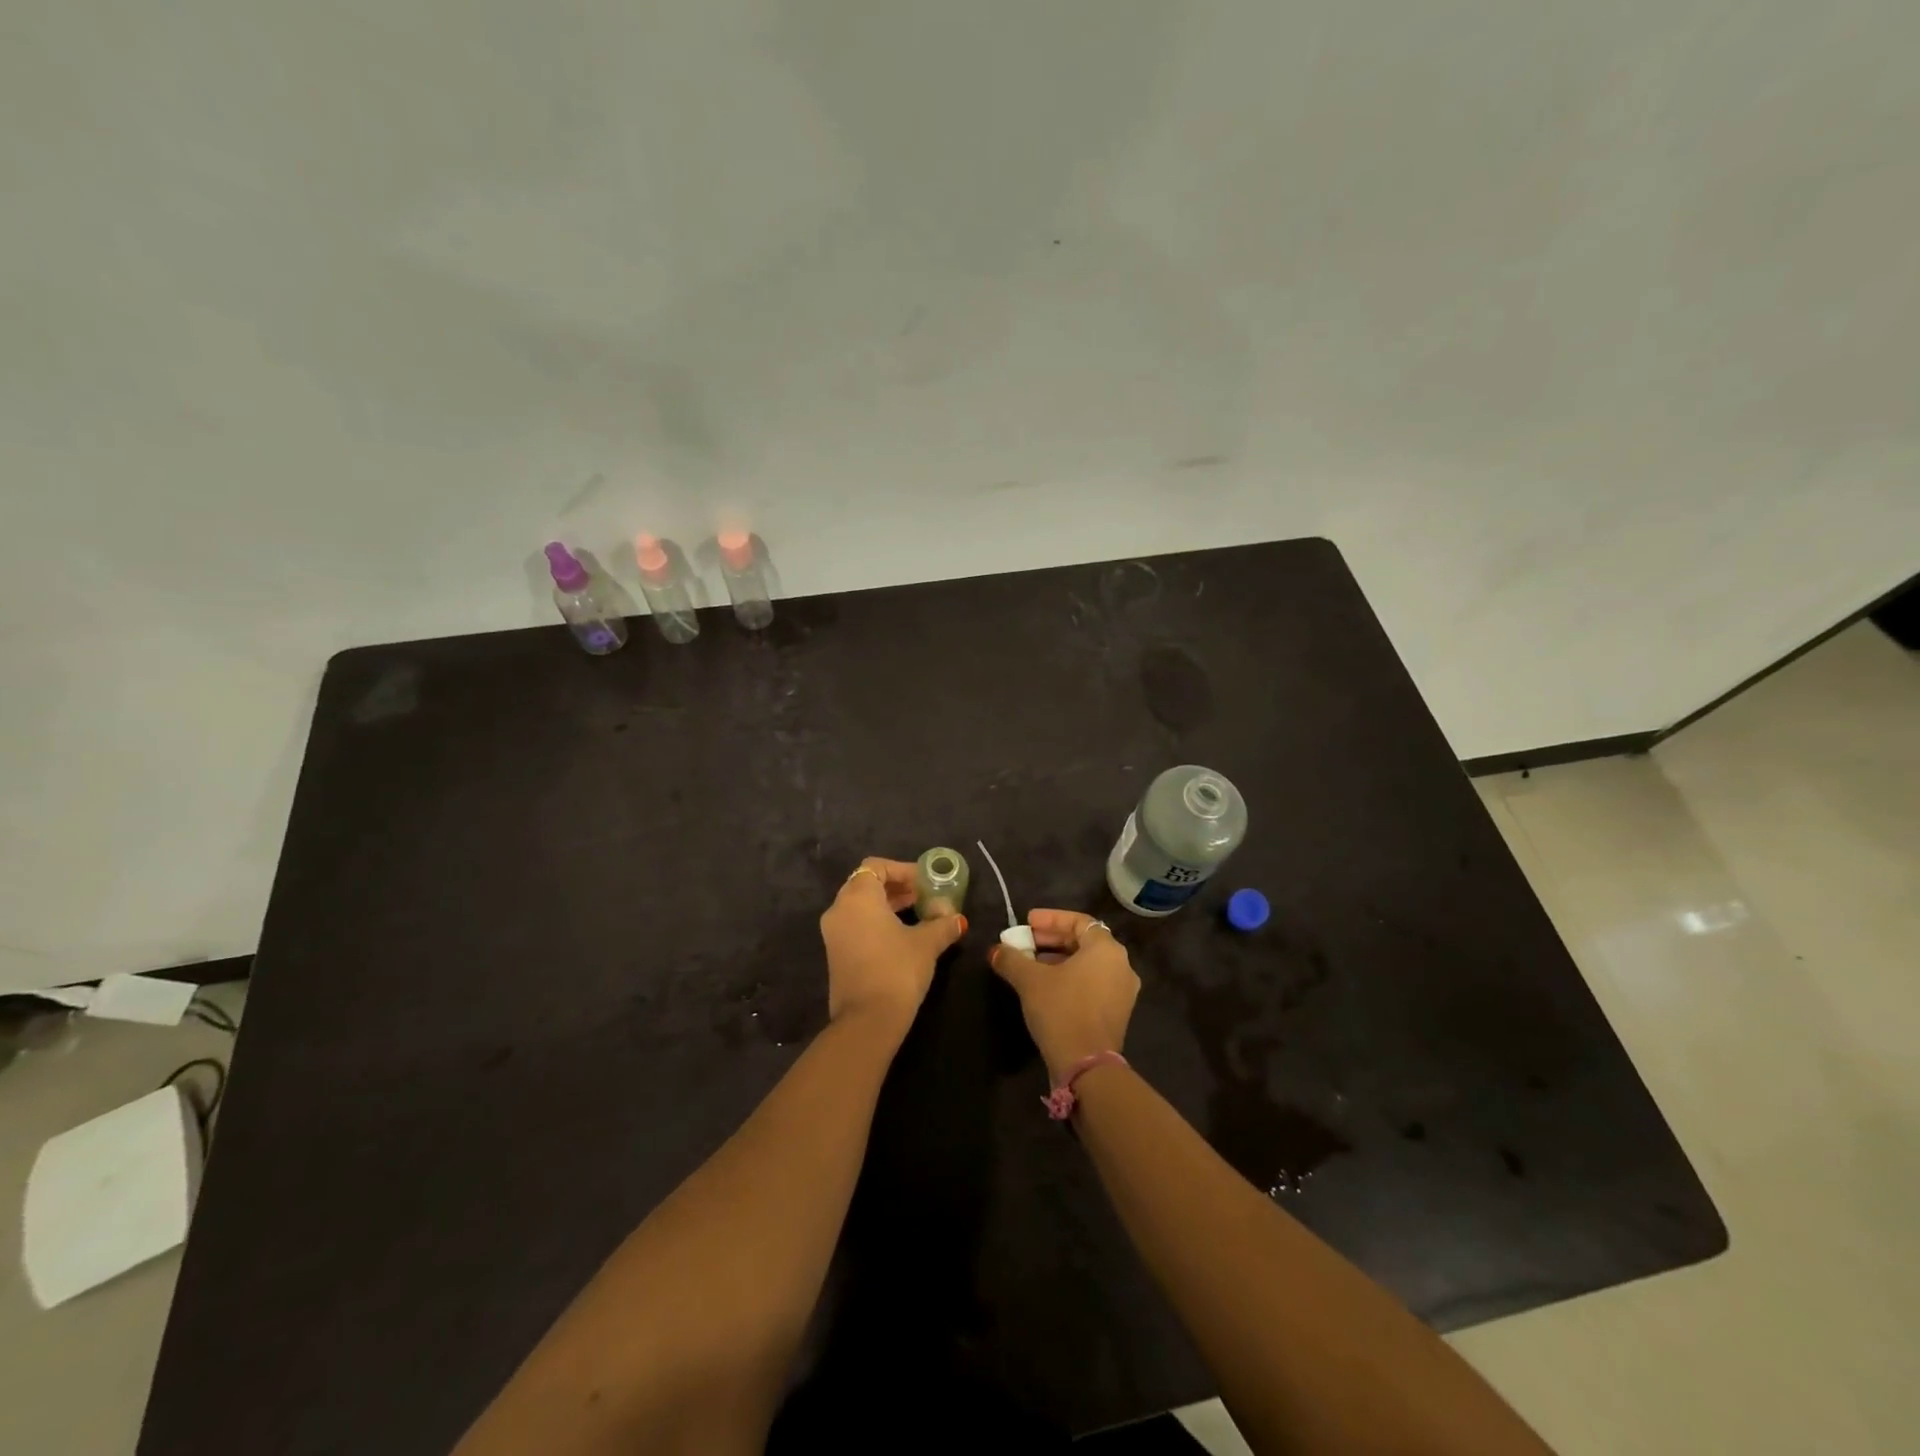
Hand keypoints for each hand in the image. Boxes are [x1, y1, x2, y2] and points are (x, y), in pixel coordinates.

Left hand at [820, 857, 966, 1036]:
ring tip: (919, 916)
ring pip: (861, 907)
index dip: (903, 870)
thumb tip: (957, 918)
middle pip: (867, 885)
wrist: (868, 1021)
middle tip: (925, 897)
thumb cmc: (897, 969)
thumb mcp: (927, 943)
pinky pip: (856, 925)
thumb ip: (942, 924)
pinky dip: (877, 923)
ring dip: (889, 906)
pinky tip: (903, 937)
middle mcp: (839, 910)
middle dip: (897, 888)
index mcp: (858, 897)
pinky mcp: (836, 955)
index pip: (876, 866)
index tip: (926, 882)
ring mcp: (833, 934)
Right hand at [990, 909, 1139, 1082]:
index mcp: (1106, 950)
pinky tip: (1046, 987)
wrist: (1087, 1066)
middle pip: (1084, 941)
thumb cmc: (1061, 1010)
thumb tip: (995, 950)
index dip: (1051, 918)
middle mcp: (1121, 965)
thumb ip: (1011, 959)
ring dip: (1059, 959)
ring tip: (1031, 964)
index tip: (1027, 922)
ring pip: (1088, 964)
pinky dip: (1070, 978)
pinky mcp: (1117, 1013)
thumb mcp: (1030, 980)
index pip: (1079, 921)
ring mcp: (1122, 991)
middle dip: (1052, 939)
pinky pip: (1093, 983)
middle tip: (1025, 942)